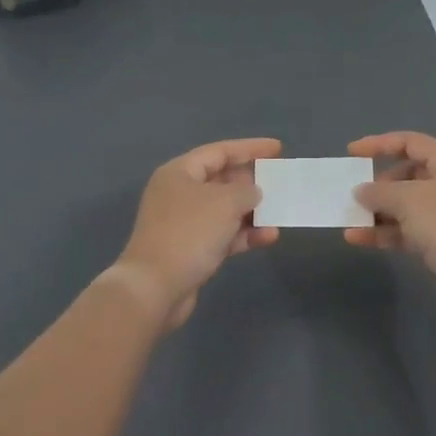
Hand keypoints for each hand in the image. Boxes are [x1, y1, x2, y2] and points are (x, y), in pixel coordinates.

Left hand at [108, 138, 281, 328]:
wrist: (155, 288)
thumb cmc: (189, 233)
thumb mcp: (224, 202)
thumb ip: (246, 191)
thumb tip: (253, 192)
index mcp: (180, 172)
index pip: (219, 151)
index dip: (250, 148)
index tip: (278, 148)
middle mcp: (180, 193)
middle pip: (222, 179)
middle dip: (252, 181)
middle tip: (280, 181)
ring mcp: (184, 223)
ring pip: (224, 209)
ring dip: (252, 211)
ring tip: (279, 212)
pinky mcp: (191, 250)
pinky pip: (223, 234)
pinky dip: (244, 234)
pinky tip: (268, 237)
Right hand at [345, 132, 435, 280]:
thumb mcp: (408, 199)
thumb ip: (379, 191)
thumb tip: (361, 191)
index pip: (410, 142)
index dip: (379, 144)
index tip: (352, 153)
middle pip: (408, 175)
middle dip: (379, 185)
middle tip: (356, 194)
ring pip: (406, 206)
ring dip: (378, 211)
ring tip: (351, 218)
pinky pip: (409, 230)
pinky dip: (385, 232)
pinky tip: (358, 238)